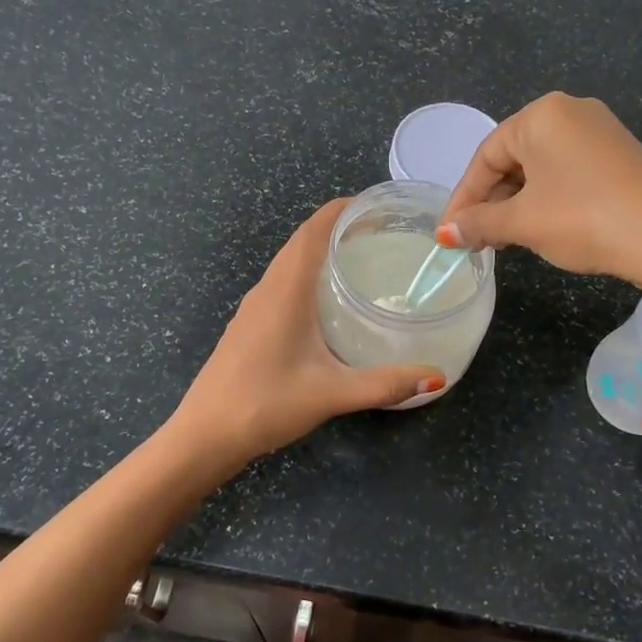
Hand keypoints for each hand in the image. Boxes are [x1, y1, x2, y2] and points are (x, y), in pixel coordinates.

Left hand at [174, 199, 445, 462]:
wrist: (205, 435)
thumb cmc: (264, 404)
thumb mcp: (331, 393)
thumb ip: (385, 384)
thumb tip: (436, 378)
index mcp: (286, 290)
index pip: (314, 229)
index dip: (343, 209)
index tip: (378, 206)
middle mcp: (268, 289)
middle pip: (303, 240)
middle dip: (339, 227)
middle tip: (383, 233)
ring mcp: (254, 307)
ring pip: (291, 263)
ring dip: (322, 251)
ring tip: (363, 260)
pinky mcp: (250, 325)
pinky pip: (283, 284)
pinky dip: (309, 275)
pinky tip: (330, 302)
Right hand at [438, 93, 641, 292]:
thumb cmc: (585, 219)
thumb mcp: (524, 223)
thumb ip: (479, 223)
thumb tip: (445, 234)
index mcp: (542, 115)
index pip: (485, 156)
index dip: (463, 199)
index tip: (449, 235)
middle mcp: (571, 113)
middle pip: (513, 159)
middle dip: (490, 202)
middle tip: (475, 241)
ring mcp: (600, 133)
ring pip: (540, 170)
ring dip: (516, 205)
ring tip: (504, 241)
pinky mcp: (620, 157)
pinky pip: (568, 175)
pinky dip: (546, 201)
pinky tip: (541, 230)